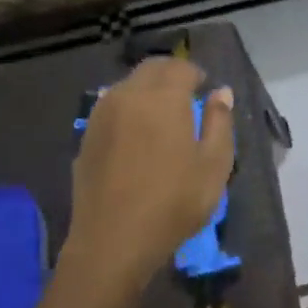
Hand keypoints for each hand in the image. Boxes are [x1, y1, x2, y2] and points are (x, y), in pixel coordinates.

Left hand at [65, 58, 234, 288]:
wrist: (113, 241)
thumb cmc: (173, 203)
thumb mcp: (214, 165)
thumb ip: (220, 122)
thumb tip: (221, 92)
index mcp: (163, 98)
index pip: (180, 67)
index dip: (196, 74)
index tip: (205, 90)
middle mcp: (128, 96)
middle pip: (150, 69)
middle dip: (170, 75)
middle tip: (186, 98)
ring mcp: (101, 115)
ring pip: (127, 86)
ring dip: (147, 91)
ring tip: (161, 118)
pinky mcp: (86, 137)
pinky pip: (111, 108)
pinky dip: (128, 110)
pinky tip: (136, 137)